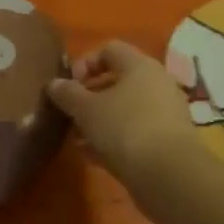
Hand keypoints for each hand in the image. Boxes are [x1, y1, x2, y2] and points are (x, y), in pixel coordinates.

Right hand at [47, 41, 197, 181]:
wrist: (170, 175)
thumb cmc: (124, 128)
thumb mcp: (86, 109)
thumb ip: (67, 93)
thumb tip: (54, 84)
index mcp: (139, 66)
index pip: (109, 49)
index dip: (84, 63)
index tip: (69, 85)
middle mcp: (157, 83)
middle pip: (118, 81)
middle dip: (90, 96)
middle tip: (71, 113)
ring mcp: (166, 113)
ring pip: (126, 109)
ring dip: (101, 120)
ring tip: (79, 138)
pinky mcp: (170, 141)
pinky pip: (136, 132)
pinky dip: (116, 139)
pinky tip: (95, 156)